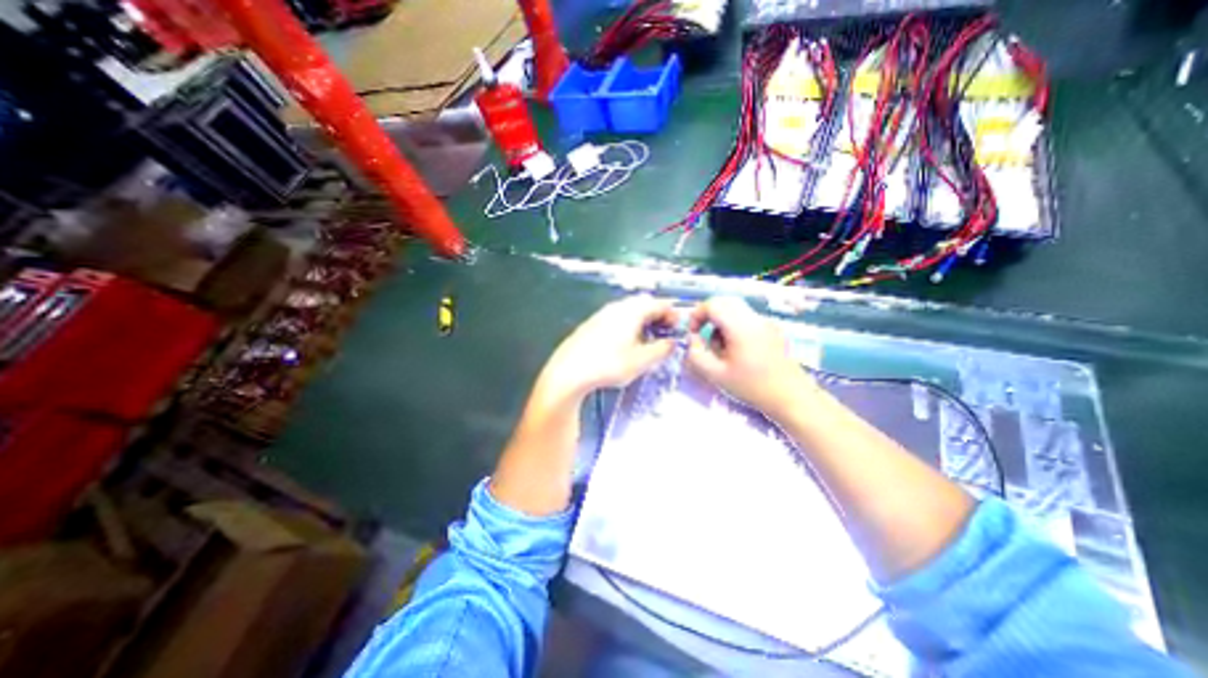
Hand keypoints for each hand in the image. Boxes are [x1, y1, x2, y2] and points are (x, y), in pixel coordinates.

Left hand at [537, 293, 678, 401]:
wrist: (569, 372)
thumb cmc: (608, 365)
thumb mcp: (641, 361)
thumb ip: (661, 350)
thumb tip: (672, 343)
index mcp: (632, 311)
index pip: (659, 304)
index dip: (672, 315)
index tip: (678, 329)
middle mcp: (617, 307)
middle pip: (644, 304)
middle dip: (658, 317)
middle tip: (665, 334)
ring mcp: (602, 314)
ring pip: (629, 311)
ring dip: (643, 321)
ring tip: (647, 340)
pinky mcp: (591, 324)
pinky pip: (616, 318)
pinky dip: (628, 325)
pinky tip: (625, 343)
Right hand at [684, 295, 814, 418]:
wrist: (791, 397)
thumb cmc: (752, 387)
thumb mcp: (716, 375)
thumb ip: (697, 355)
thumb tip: (692, 339)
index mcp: (741, 328)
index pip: (713, 304)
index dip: (697, 314)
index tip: (692, 333)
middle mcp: (754, 319)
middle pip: (724, 302)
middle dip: (708, 316)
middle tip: (702, 336)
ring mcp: (764, 323)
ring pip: (734, 309)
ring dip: (720, 322)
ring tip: (720, 348)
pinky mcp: (770, 329)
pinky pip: (745, 318)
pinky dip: (732, 327)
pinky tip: (735, 350)